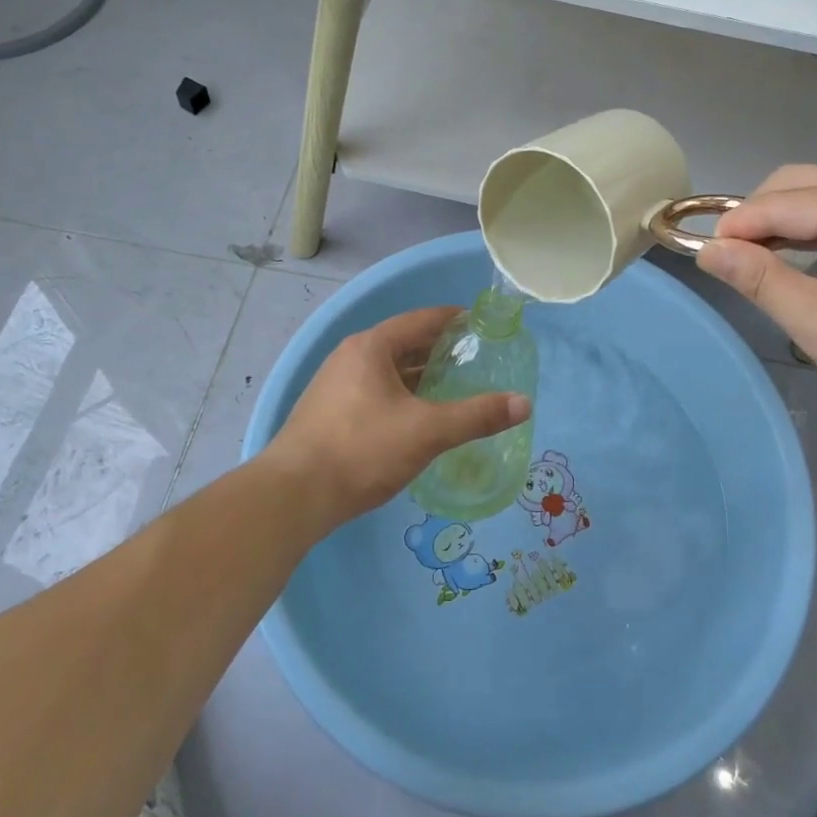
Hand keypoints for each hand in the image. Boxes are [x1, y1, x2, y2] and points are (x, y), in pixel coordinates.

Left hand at [264, 307, 530, 529]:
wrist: (292, 496)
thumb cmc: (361, 450)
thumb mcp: (426, 432)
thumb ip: (476, 416)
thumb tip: (524, 403)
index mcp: (371, 347)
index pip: (421, 320)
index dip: (453, 320)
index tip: (481, 325)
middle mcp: (350, 357)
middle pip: (403, 343)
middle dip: (438, 350)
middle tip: (474, 360)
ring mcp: (335, 385)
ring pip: (387, 370)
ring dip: (419, 375)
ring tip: (452, 387)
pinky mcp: (328, 413)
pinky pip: (374, 391)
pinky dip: (401, 395)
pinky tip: (417, 417)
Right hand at [696, 166, 816, 424]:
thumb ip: (759, 279)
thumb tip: (708, 249)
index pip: (778, 202)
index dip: (735, 227)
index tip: (702, 256)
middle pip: (798, 185)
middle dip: (757, 217)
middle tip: (732, 261)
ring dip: (784, 225)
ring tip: (759, 265)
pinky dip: (814, 235)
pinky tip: (803, 266)